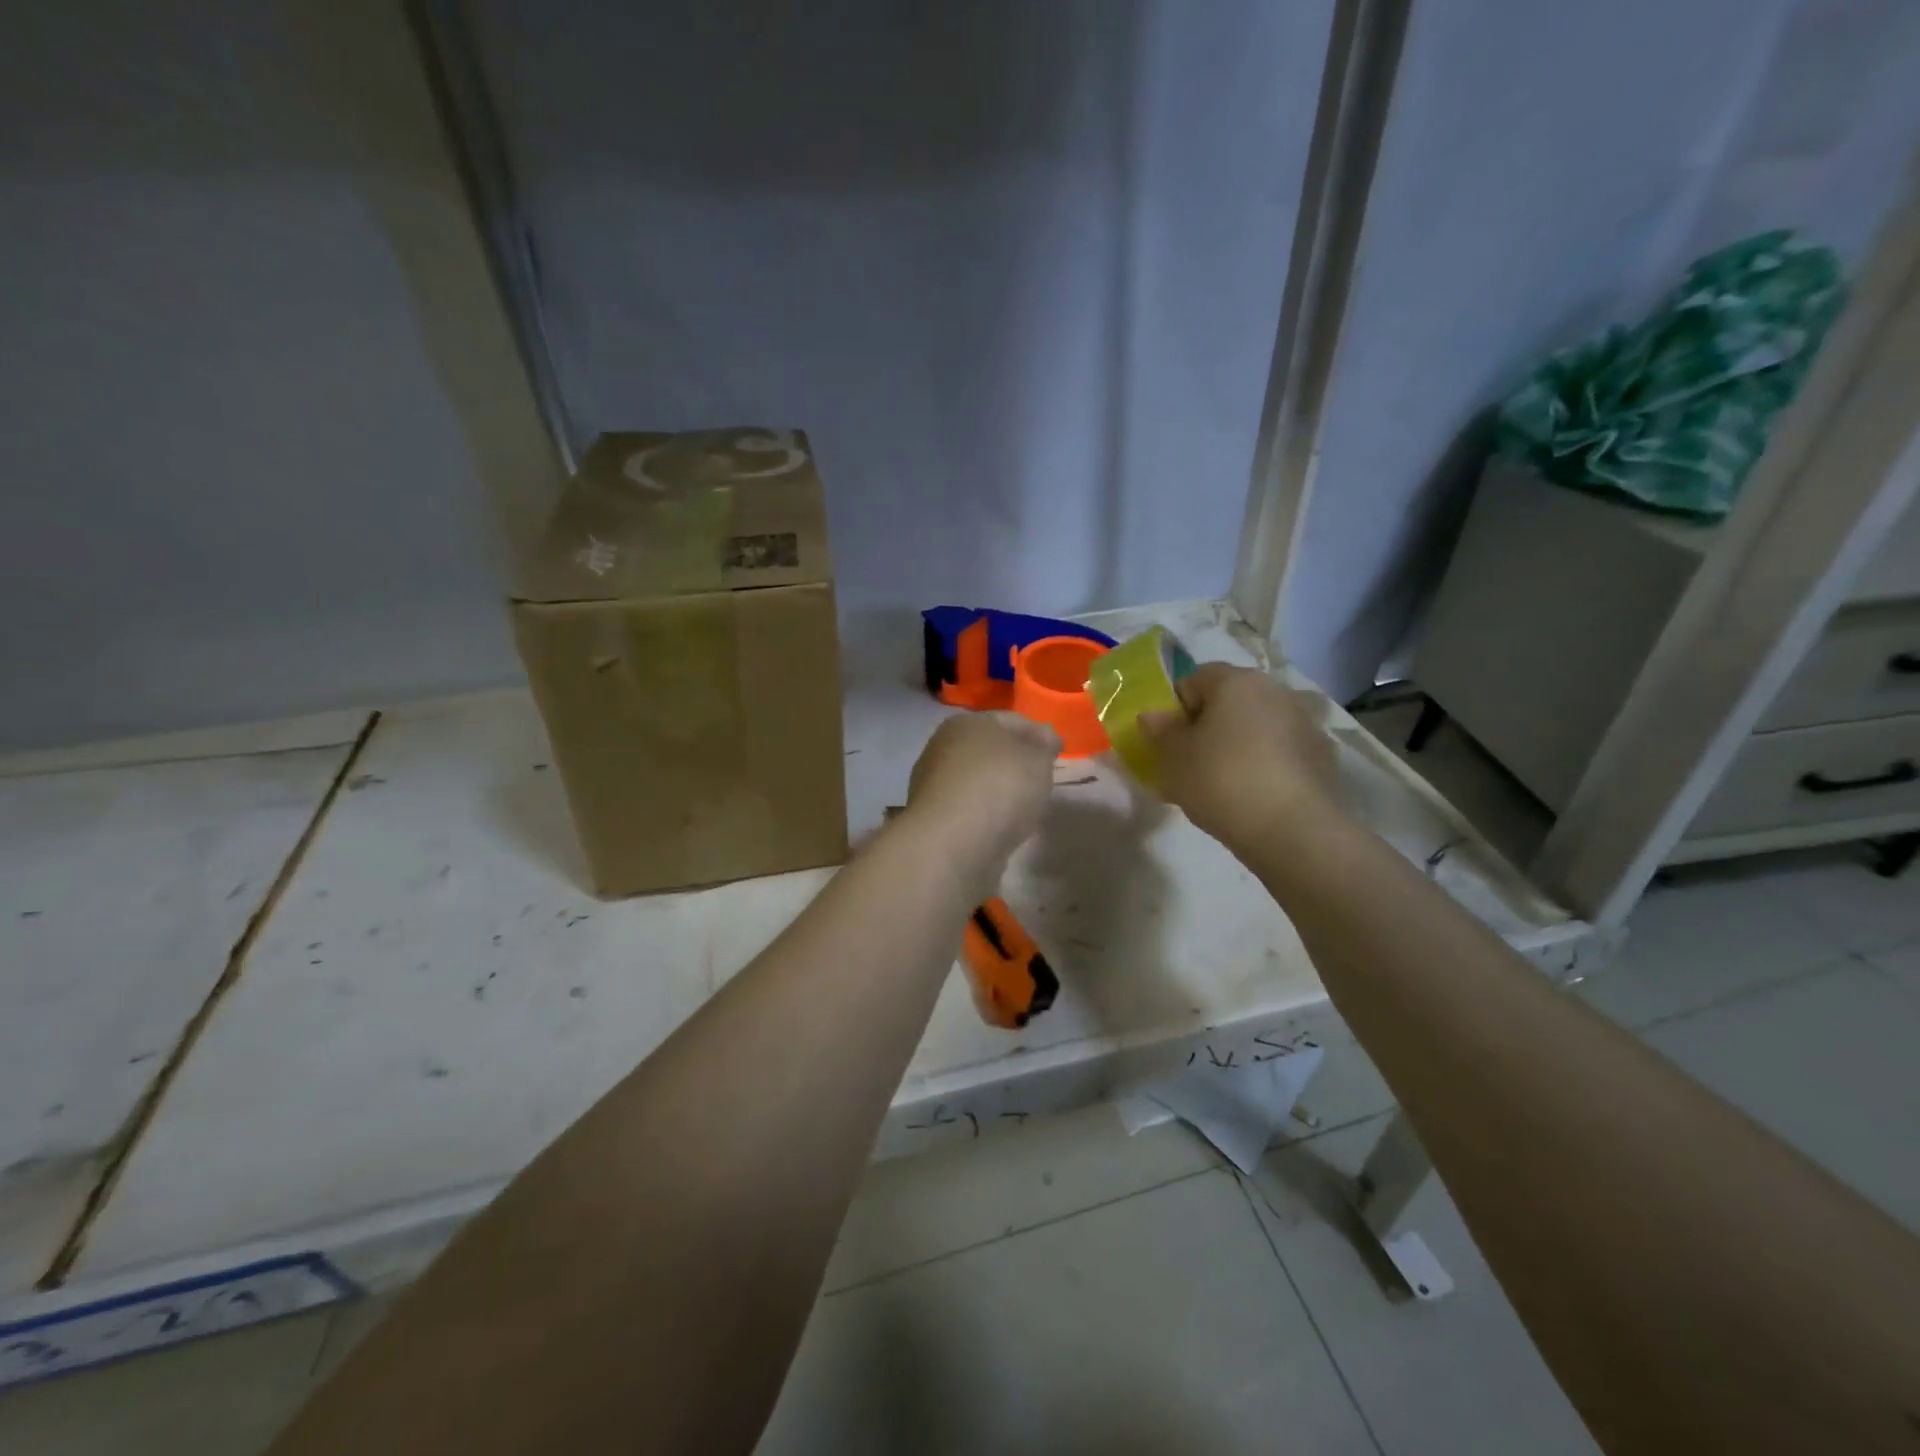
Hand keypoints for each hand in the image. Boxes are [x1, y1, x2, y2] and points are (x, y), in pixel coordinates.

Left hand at [905, 712, 1060, 891]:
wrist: (953, 844)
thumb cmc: (999, 787)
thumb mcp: (1037, 758)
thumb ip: (1044, 746)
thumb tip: (1043, 739)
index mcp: (966, 722)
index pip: (1011, 720)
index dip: (1039, 733)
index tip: (1060, 752)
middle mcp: (943, 748)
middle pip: (990, 750)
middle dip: (1017, 762)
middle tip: (1044, 779)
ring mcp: (934, 786)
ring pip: (978, 781)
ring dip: (1000, 791)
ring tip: (1028, 807)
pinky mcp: (934, 821)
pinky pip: (971, 811)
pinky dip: (988, 816)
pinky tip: (1005, 828)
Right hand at [1139, 664, 1340, 851]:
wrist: (1290, 828)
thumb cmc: (1219, 780)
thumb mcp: (1172, 758)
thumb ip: (1160, 731)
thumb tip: (1153, 715)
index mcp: (1235, 681)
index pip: (1194, 680)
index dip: (1176, 709)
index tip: (1169, 742)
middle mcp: (1274, 690)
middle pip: (1229, 701)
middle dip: (1208, 726)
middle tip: (1191, 764)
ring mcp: (1303, 722)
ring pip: (1256, 726)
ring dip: (1238, 744)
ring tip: (1223, 785)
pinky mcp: (1321, 755)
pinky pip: (1280, 751)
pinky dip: (1265, 764)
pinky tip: (1254, 796)